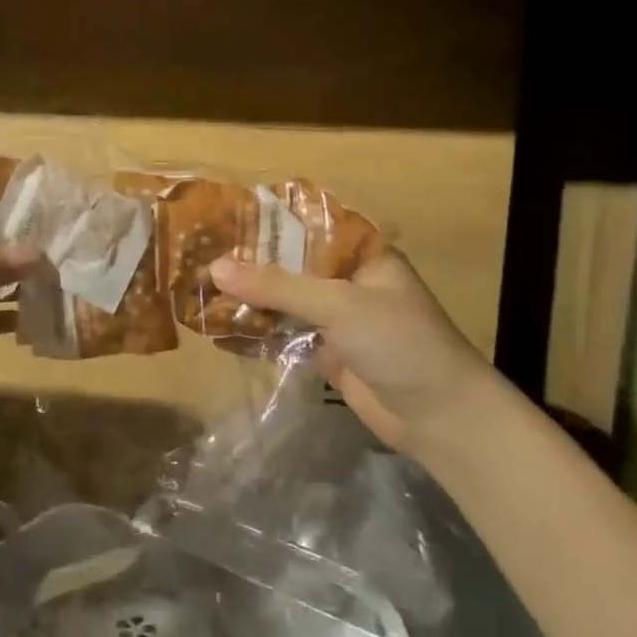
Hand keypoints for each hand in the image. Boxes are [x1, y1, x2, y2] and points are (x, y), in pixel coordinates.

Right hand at [209, 248, 495, 460]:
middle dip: (247, 264)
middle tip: (196, 255)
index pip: (305, 226)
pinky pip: (283, 334)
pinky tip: (218, 329)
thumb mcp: (339, 305)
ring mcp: (336, 318)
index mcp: (360, 253)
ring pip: (283, 300)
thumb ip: (278, 286)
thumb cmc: (399, 343)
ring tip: (197, 288)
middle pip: (288, 265)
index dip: (264, 223)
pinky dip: (255, 332)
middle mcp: (346, 279)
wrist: (440, 417)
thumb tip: (216, 268)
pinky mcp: (326, 352)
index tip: (219, 218)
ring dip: (247, 299)